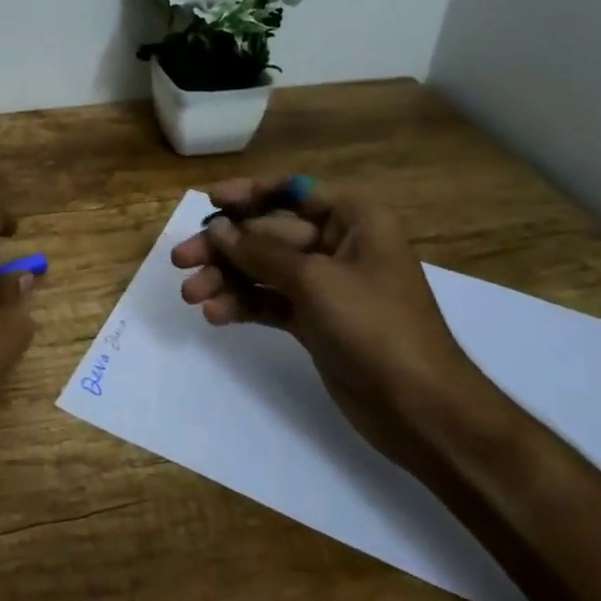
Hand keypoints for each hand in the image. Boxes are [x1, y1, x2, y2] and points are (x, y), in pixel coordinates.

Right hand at [171, 177, 495, 474]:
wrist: (420, 408)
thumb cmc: (374, 326)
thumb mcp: (314, 280)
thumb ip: (260, 251)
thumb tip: (218, 230)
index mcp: (353, 219)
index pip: (292, 192)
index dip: (248, 193)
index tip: (209, 203)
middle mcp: (338, 244)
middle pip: (268, 234)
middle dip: (225, 248)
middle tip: (181, 260)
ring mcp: (325, 285)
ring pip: (263, 269)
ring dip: (226, 279)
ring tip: (191, 296)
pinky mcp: (314, 319)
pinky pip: (269, 301)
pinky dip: (243, 304)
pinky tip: (216, 315)